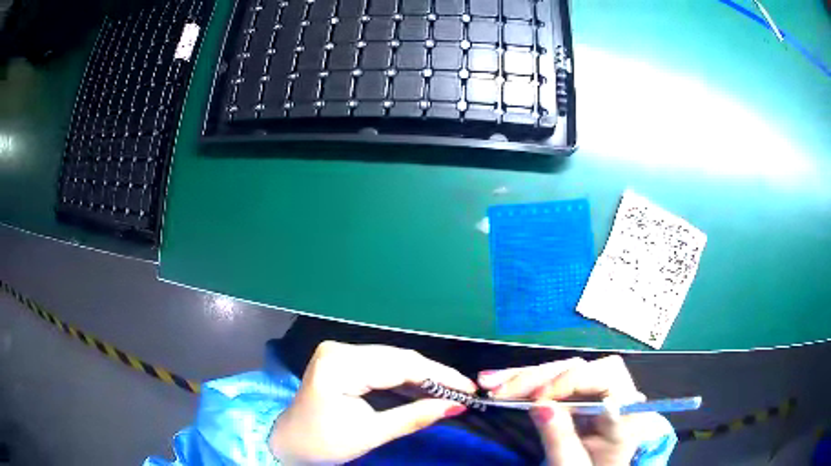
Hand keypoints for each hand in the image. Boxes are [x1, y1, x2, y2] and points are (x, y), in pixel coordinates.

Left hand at [269, 341, 474, 464]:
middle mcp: (340, 349)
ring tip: (452, 390)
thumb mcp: (371, 434)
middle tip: (464, 390)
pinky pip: (382, 365)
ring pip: (393, 360)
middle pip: (398, 358)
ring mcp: (340, 352)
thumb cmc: (324, 443)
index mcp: (340, 365)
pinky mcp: (344, 360)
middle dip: (434, 375)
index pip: (400, 365)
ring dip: (423, 376)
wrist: (291, 443)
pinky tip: (425, 387)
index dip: (439, 376)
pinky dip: (405, 378)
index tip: (468, 388)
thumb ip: (414, 417)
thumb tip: (455, 406)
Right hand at [479, 356, 651, 465]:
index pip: (608, 378)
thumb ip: (560, 438)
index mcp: (628, 411)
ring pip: (563, 370)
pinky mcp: (578, 393)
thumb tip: (539, 406)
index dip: (574, 383)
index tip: (539, 399)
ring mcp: (596, 390)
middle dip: (540, 378)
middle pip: (582, 369)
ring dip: (526, 376)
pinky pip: (552, 380)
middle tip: (502, 390)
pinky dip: (525, 381)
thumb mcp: (573, 465)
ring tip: (489, 382)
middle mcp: (616, 392)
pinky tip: (499, 381)